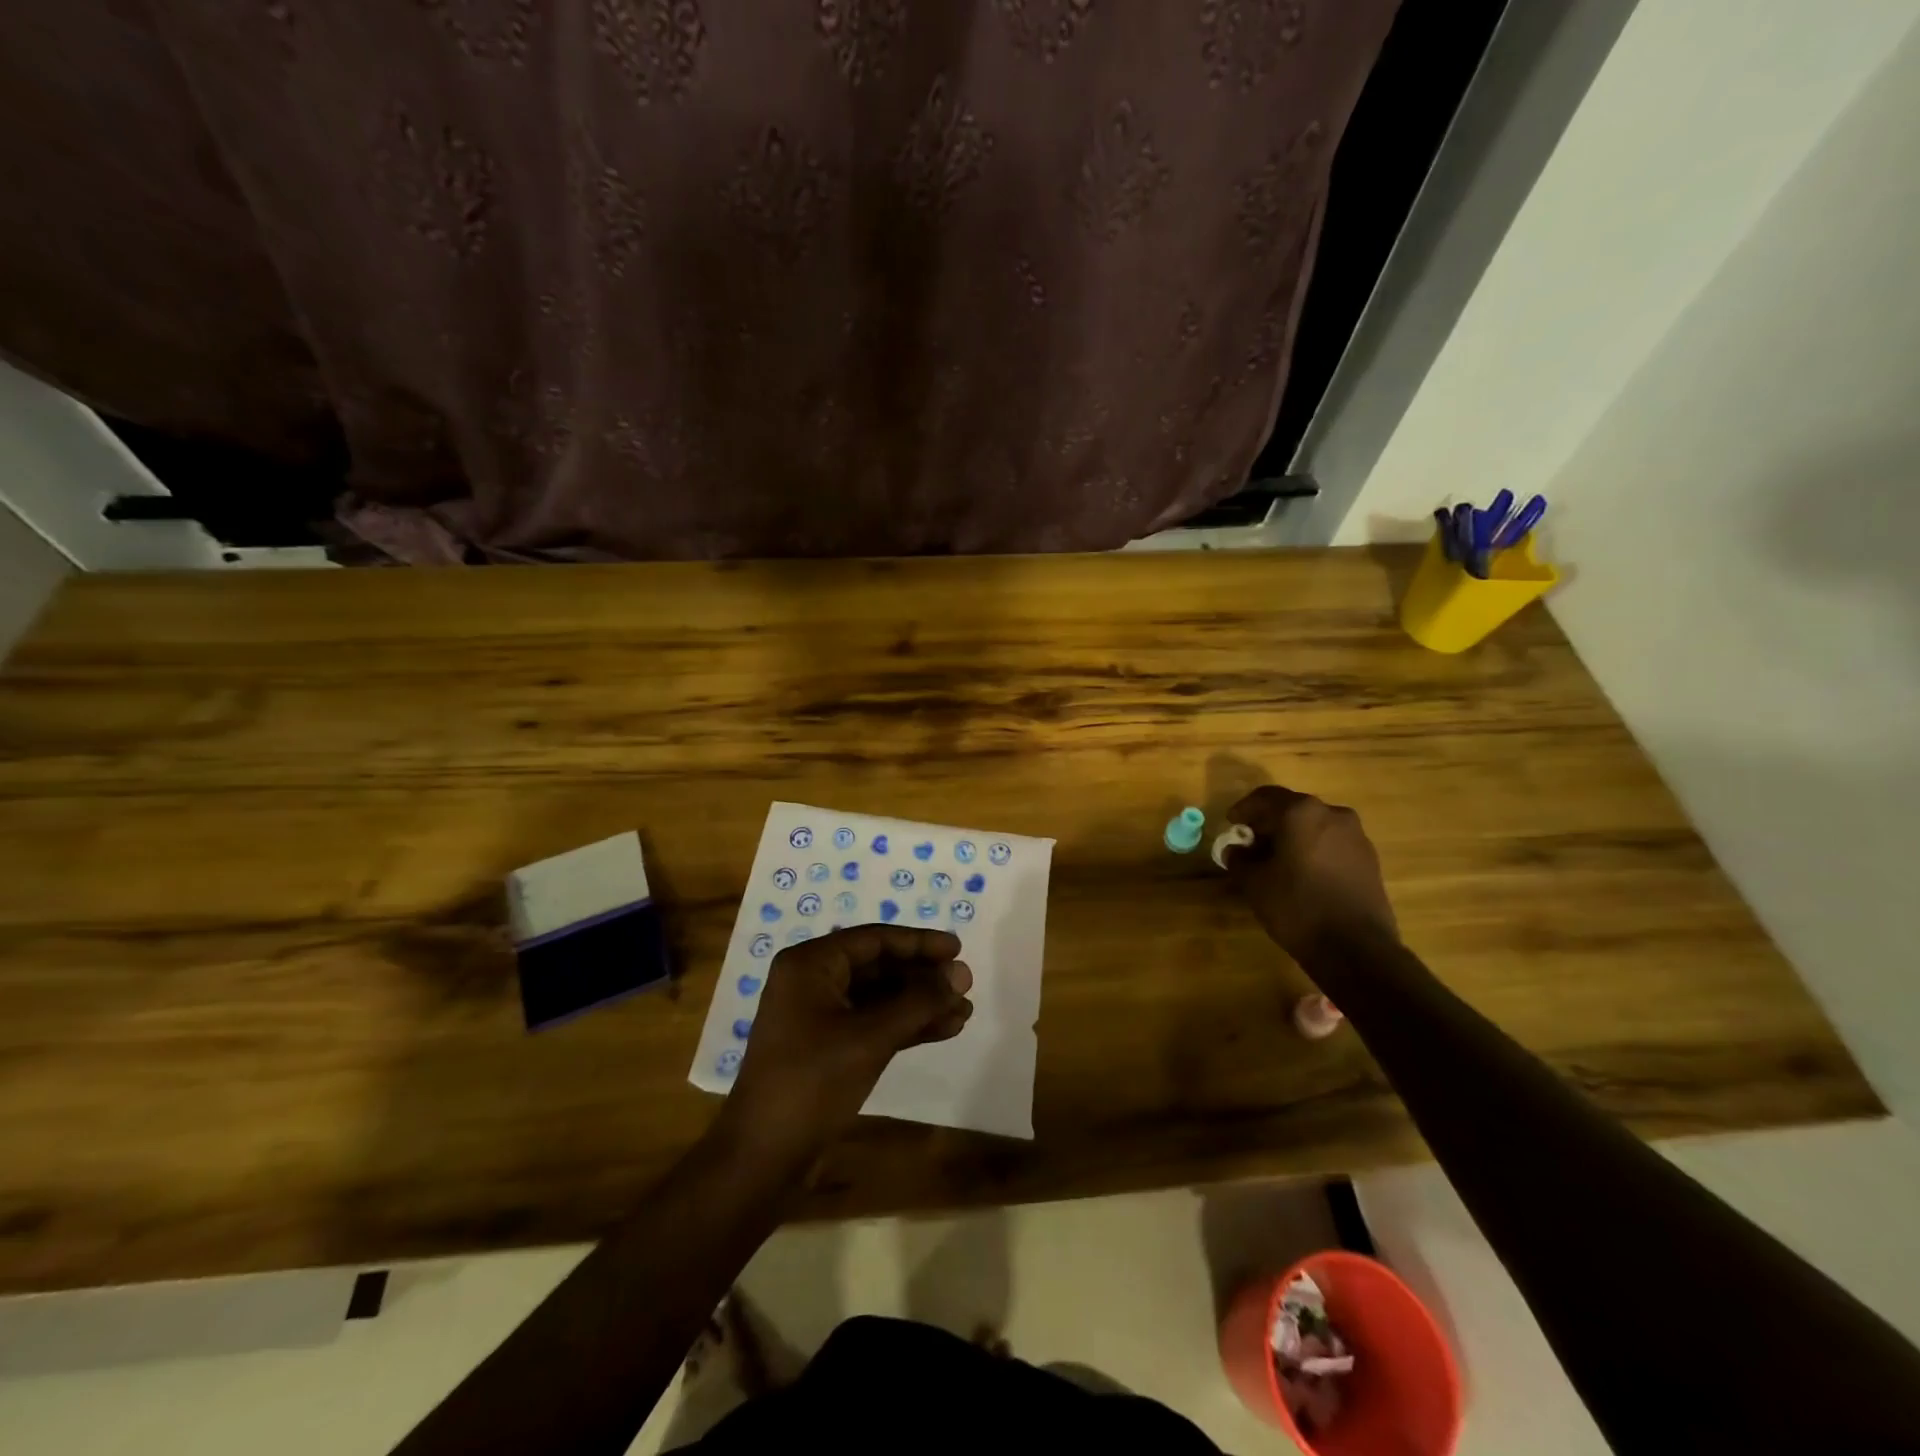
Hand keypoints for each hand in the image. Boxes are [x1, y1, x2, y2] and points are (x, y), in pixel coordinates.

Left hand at [724, 926, 972, 1158]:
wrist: (763, 1157)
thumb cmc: (812, 1082)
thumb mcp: (870, 1038)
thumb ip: (919, 1002)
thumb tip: (962, 975)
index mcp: (810, 964)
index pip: (874, 940)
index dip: (919, 942)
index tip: (958, 948)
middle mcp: (812, 981)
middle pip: (878, 966)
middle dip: (923, 977)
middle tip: (965, 984)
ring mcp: (819, 1016)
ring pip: (879, 998)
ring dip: (920, 1004)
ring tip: (964, 1011)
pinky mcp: (828, 1047)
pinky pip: (873, 1023)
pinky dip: (906, 1026)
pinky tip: (944, 1030)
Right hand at [1223, 785, 1398, 965]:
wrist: (1356, 948)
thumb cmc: (1297, 906)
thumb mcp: (1254, 883)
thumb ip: (1239, 859)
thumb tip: (1236, 850)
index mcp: (1301, 812)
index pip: (1265, 797)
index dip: (1244, 810)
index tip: (1232, 826)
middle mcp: (1332, 814)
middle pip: (1292, 809)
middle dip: (1269, 824)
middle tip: (1251, 845)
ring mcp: (1356, 836)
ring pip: (1315, 826)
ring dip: (1293, 837)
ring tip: (1277, 862)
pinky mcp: (1369, 859)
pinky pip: (1332, 844)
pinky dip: (1314, 850)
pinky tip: (1303, 874)